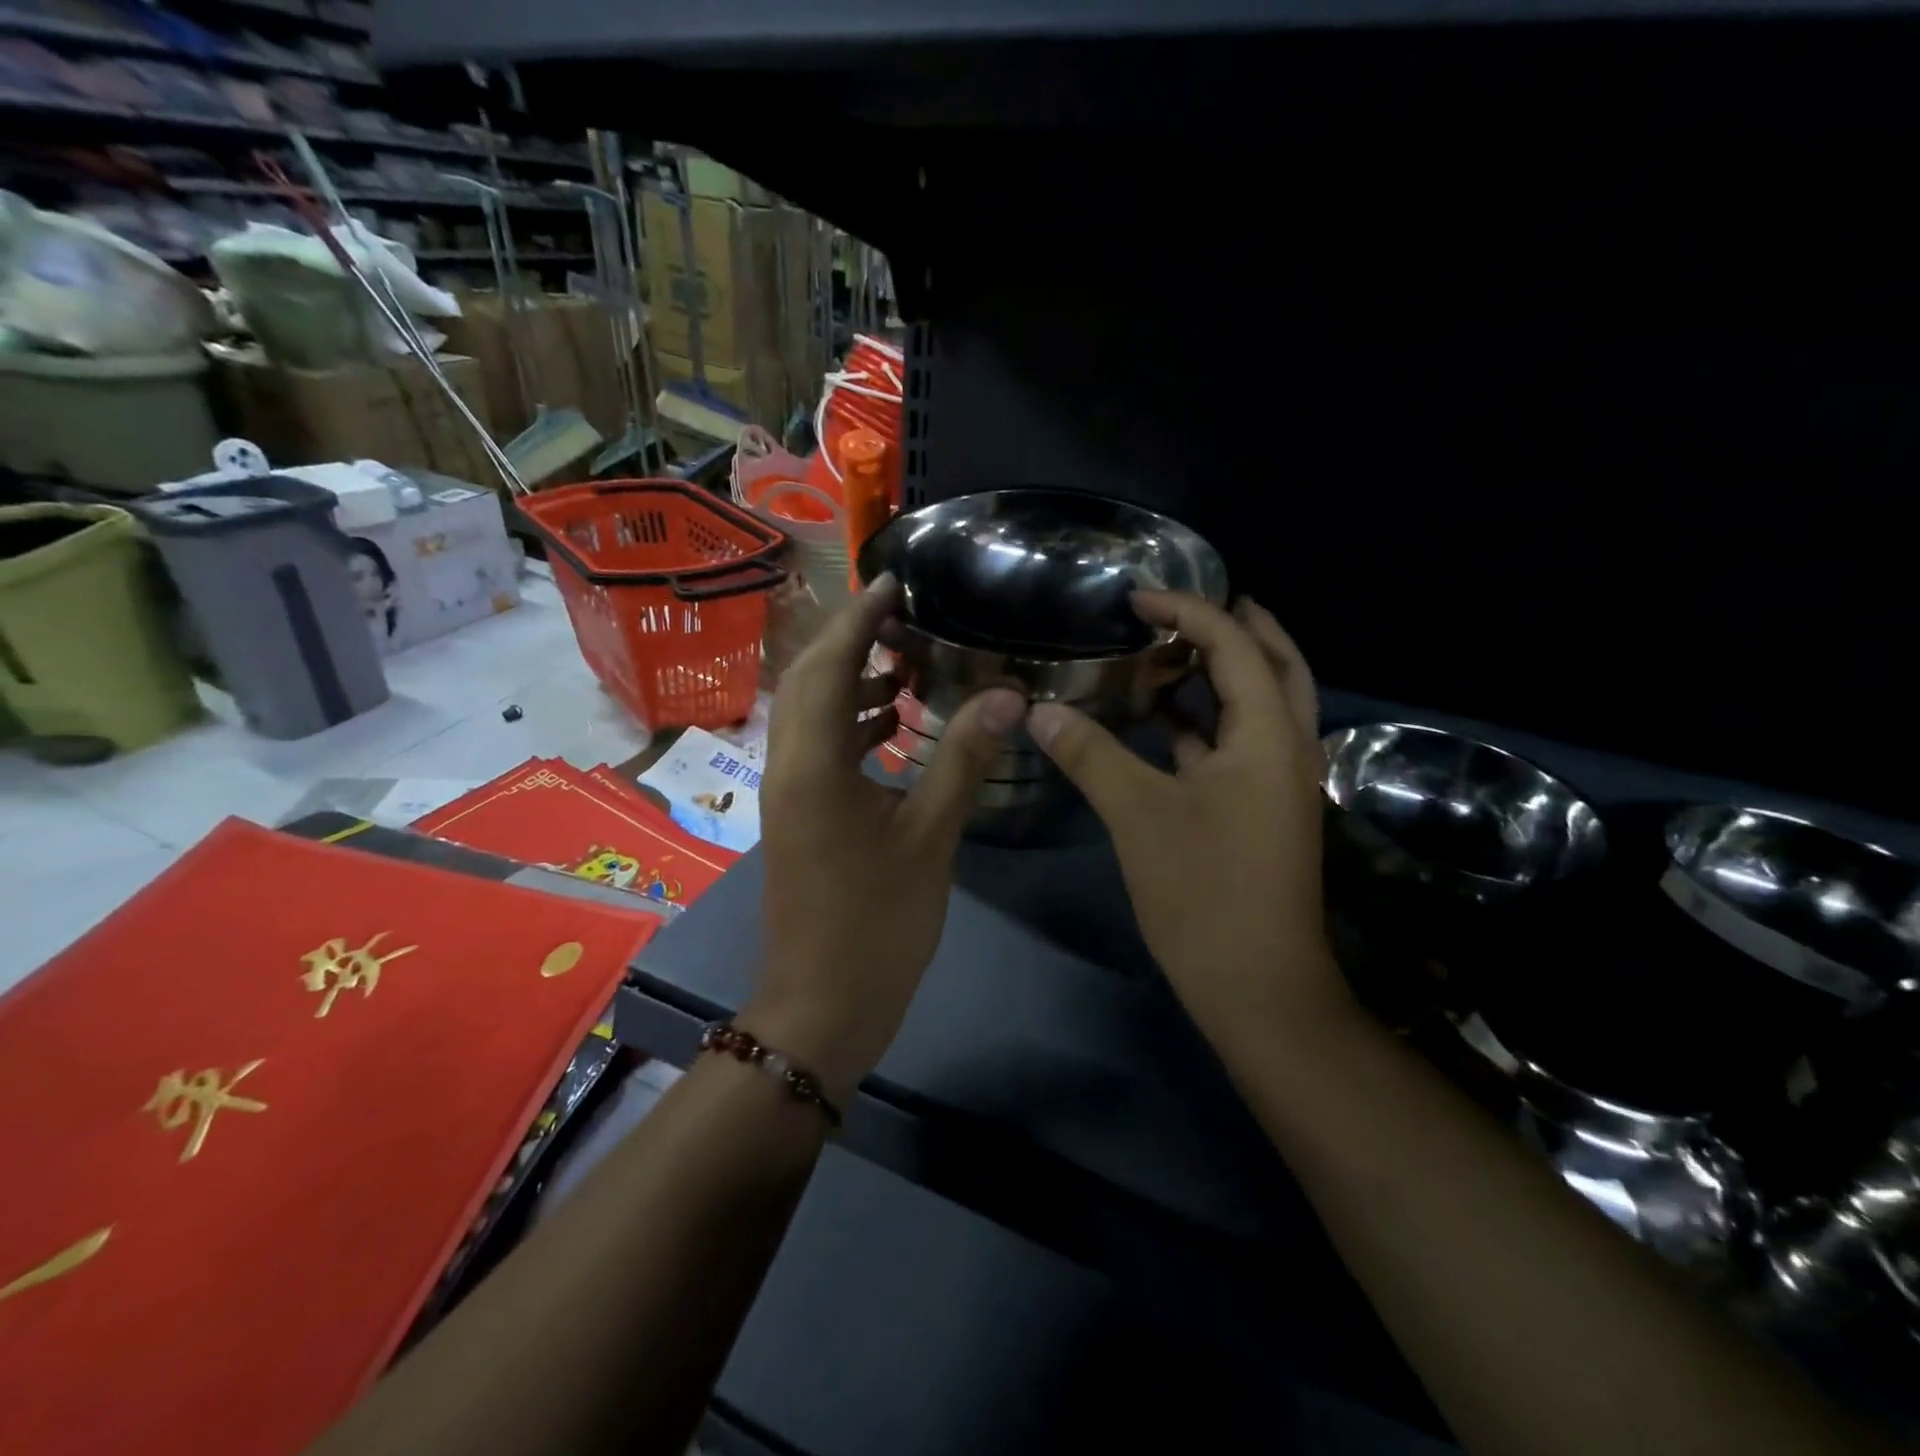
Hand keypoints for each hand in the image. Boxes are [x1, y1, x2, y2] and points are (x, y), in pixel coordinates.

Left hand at [747, 574, 1025, 1101]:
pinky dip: (853, 722)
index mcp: (813, 763)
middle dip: (850, 639)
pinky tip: (897, 726)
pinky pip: (819, 746)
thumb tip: (1007, 695)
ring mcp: (787, 792)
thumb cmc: (876, 924)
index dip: (861, 617)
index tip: (895, 581)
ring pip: (810, 712)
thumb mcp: (930, 838)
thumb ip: (962, 759)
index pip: (831, 665)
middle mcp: (787, 765)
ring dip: (852, 680)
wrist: (822, 1006)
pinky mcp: (797, 814)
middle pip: (807, 678)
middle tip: (903, 617)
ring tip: (908, 665)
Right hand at [1026, 593, 1348, 1046]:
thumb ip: (1090, 754)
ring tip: (1166, 651)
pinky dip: (1203, 721)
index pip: (1234, 645)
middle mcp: (1286, 747)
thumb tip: (1039, 710)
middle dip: (1233, 627)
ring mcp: (1276, 782)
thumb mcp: (1138, 814)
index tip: (1136, 598)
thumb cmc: (1204, 892)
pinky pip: (1236, 744)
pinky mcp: (1260, 810)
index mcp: (1268, 735)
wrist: (1257, 986)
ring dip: (1218, 674)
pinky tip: (1161, 721)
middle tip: (1182, 607)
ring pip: (1256, 706)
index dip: (1187, 611)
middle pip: (1273, 663)